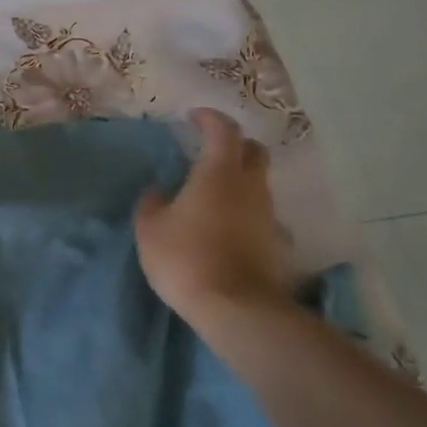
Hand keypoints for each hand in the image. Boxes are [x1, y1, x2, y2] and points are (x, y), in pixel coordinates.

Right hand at [134, 109, 292, 337]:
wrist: (235, 309)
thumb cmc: (186, 257)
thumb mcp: (150, 228)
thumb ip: (152, 203)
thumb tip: (158, 191)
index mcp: (218, 174)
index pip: (223, 130)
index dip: (210, 119)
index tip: (194, 117)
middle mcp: (250, 187)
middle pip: (254, 152)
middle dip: (235, 145)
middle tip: (211, 151)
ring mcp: (269, 216)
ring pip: (259, 185)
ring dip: (240, 181)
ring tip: (213, 196)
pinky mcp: (276, 244)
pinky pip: (261, 217)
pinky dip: (246, 214)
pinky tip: (228, 230)